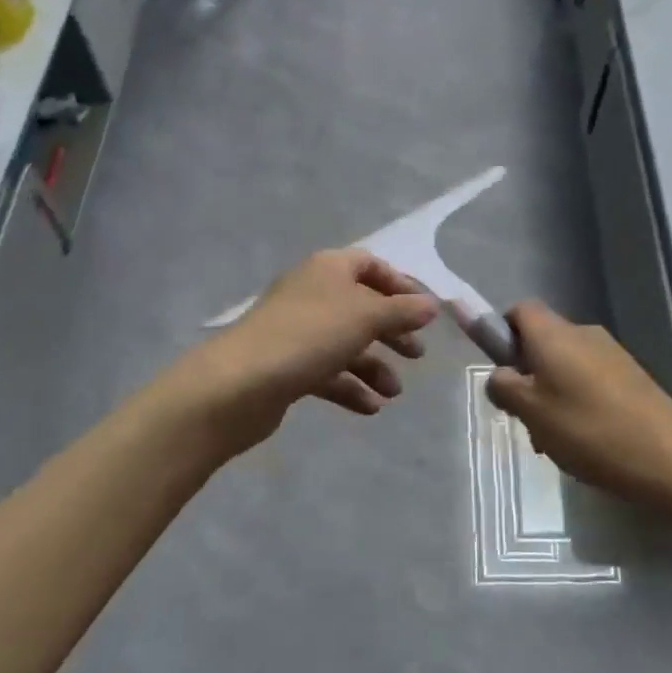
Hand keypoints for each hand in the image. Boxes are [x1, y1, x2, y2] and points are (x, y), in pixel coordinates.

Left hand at [173, 250, 439, 457]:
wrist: (240, 383)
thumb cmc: (310, 336)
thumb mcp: (366, 317)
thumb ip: (402, 310)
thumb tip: (431, 305)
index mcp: (328, 269)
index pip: (370, 264)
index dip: (399, 285)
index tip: (423, 311)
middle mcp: (311, 293)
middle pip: (360, 306)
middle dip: (391, 331)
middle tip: (416, 355)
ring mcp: (296, 331)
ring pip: (345, 343)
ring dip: (374, 366)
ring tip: (394, 393)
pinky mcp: (286, 365)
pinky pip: (326, 372)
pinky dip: (350, 387)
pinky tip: (370, 408)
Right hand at [487, 302, 671, 507]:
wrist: (669, 458)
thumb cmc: (588, 430)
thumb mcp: (531, 412)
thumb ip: (504, 387)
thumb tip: (500, 374)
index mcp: (554, 335)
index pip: (519, 311)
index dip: (503, 334)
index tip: (502, 370)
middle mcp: (583, 333)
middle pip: (542, 341)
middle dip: (528, 374)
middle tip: (526, 418)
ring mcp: (611, 354)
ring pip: (566, 365)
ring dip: (552, 394)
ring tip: (555, 440)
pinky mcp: (632, 376)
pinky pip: (591, 379)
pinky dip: (579, 402)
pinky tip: (585, 441)